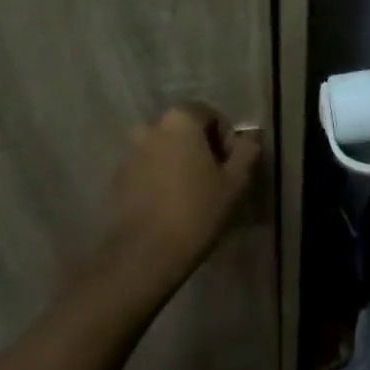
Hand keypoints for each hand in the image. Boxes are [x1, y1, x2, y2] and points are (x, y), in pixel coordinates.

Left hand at [108, 101, 261, 285]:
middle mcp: (151, 128)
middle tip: (216, 181)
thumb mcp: (236, 182)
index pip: (210, 115)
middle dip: (202, 149)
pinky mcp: (118, 179)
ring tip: (193, 195)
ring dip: (180, 164)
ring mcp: (130, 154)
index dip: (227, 138)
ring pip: (165, 150)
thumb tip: (251, 137)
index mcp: (180, 120)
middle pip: (185, 131)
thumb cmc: (197, 211)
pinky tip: (171, 207)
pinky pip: (147, 170)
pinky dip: (161, 179)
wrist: (145, 254)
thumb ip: (247, 152)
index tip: (233, 167)